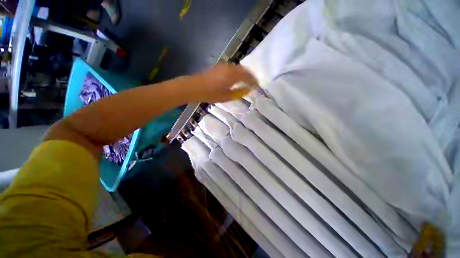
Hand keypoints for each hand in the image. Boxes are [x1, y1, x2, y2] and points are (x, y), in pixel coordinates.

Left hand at [191, 63, 258, 102]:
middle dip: (251, 76)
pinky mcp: (220, 66)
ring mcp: (224, 66)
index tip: (257, 86)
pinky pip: (233, 68)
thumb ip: (238, 93)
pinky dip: (238, 72)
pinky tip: (237, 78)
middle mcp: (230, 68)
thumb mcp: (226, 97)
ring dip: (244, 73)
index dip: (254, 81)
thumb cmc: (211, 94)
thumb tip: (247, 90)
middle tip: (254, 83)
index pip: (248, 77)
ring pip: (239, 68)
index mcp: (233, 75)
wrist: (195, 87)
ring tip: (247, 81)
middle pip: (245, 70)